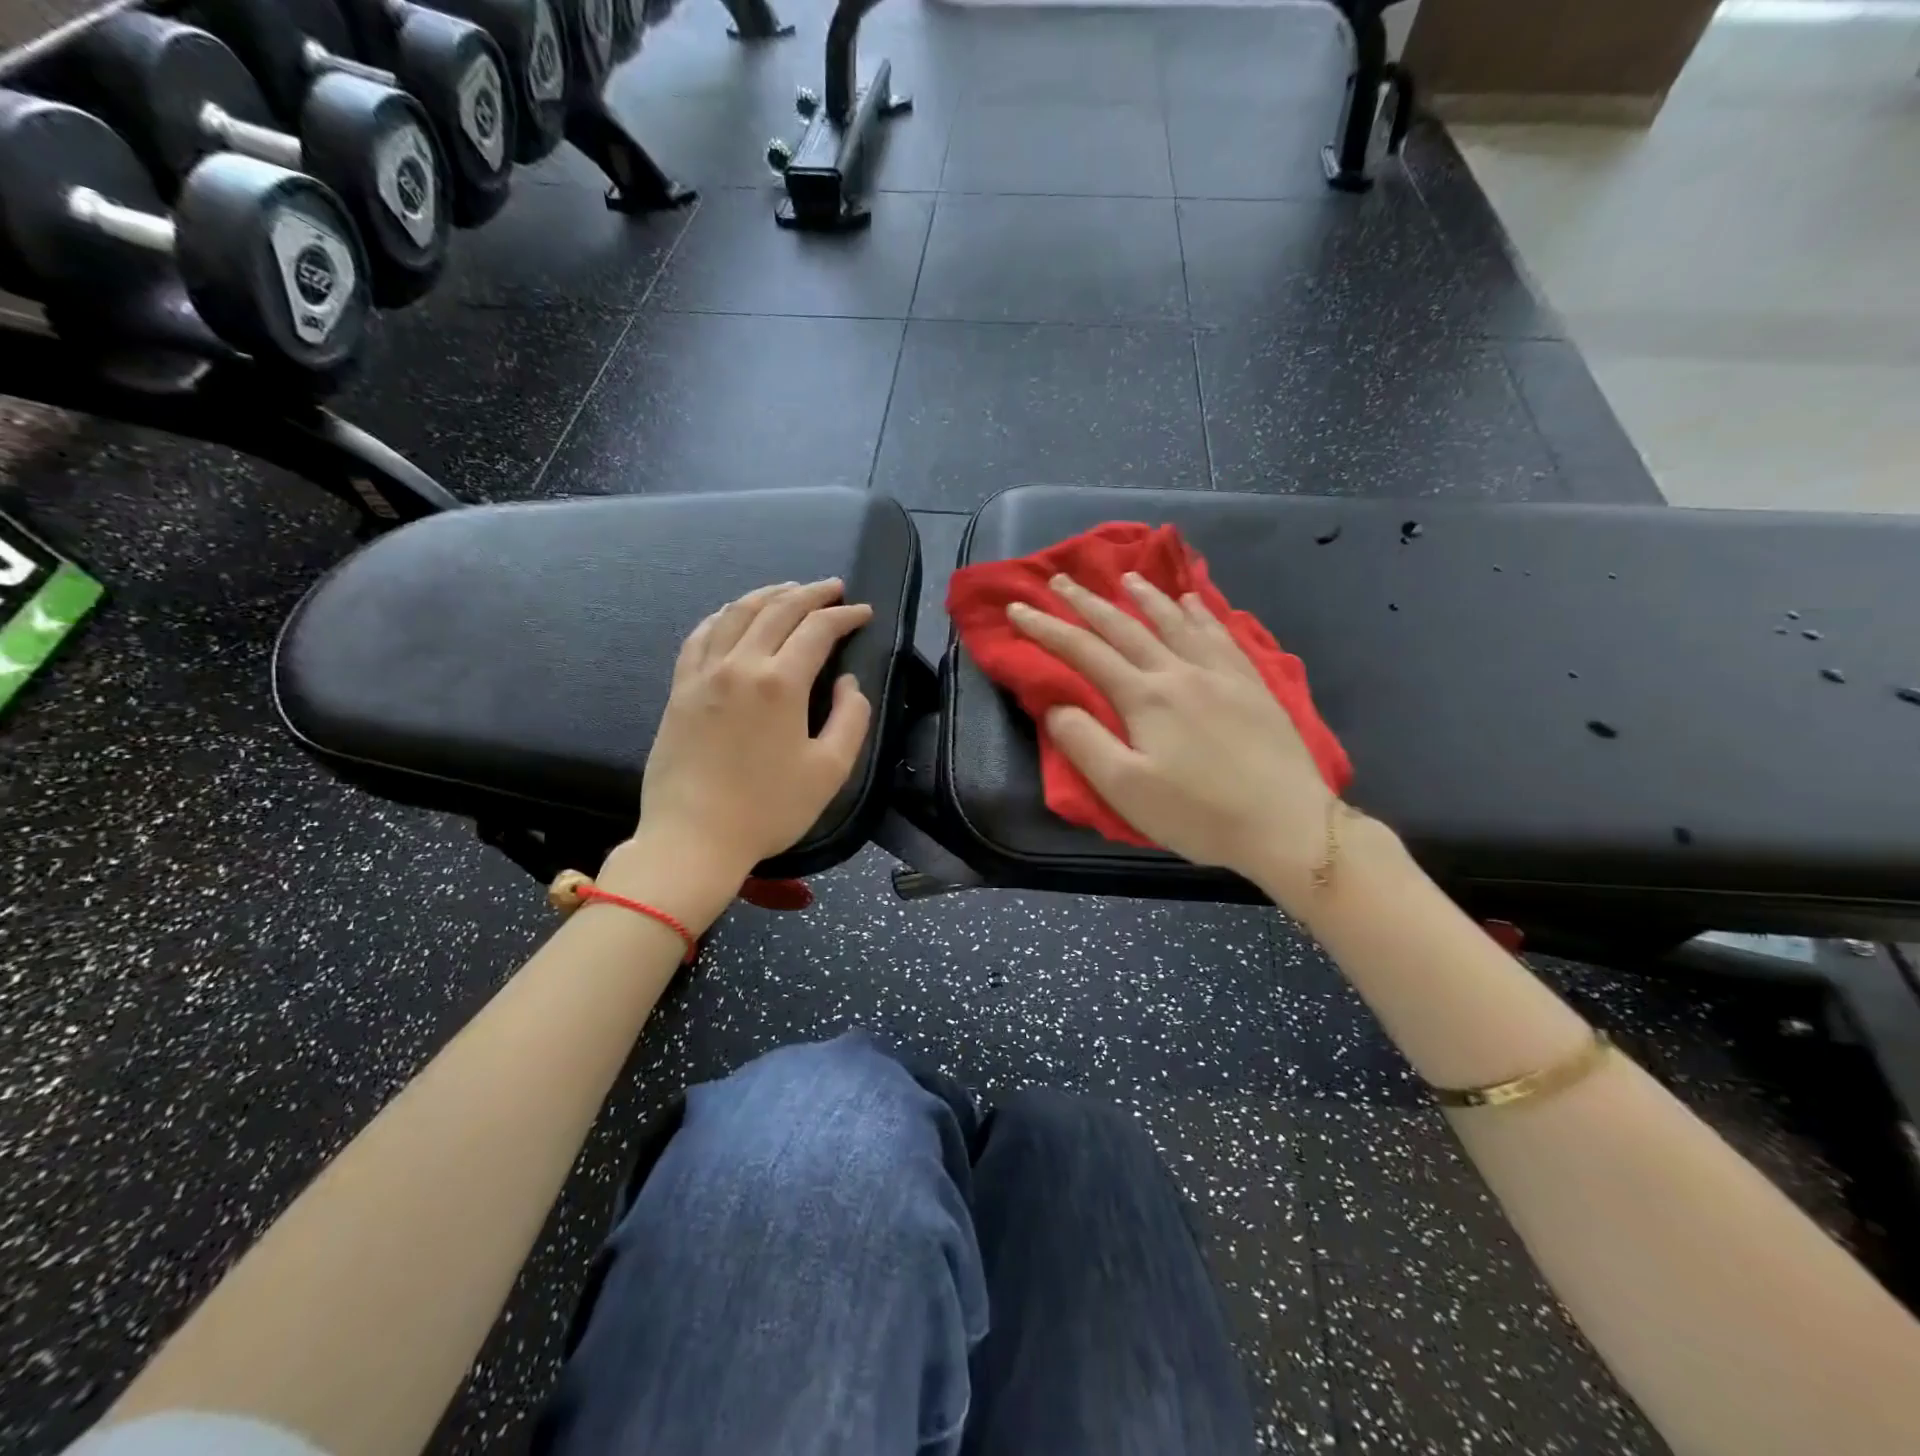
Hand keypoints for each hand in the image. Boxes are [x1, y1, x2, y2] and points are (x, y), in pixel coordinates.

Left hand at [634, 580, 872, 882]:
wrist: (693, 838)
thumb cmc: (769, 809)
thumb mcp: (830, 770)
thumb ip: (850, 718)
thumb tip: (847, 682)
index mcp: (780, 683)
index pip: (818, 630)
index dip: (845, 615)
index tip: (863, 612)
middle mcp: (740, 665)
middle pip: (777, 610)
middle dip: (810, 593)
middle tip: (832, 588)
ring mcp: (703, 674)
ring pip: (736, 614)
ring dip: (767, 594)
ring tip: (788, 589)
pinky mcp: (680, 689)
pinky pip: (701, 635)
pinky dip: (724, 616)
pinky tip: (733, 615)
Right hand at [1009, 572, 1335, 896]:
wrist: (1286, 824)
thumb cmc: (1198, 813)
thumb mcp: (1125, 789)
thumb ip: (1084, 742)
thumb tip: (1056, 704)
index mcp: (1145, 697)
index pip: (1084, 652)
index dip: (1047, 628)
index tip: (1019, 608)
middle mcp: (1180, 672)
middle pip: (1125, 627)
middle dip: (1087, 602)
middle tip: (1061, 579)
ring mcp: (1221, 674)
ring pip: (1176, 622)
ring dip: (1146, 597)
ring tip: (1127, 578)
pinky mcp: (1252, 685)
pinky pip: (1221, 634)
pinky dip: (1201, 612)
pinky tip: (1194, 602)